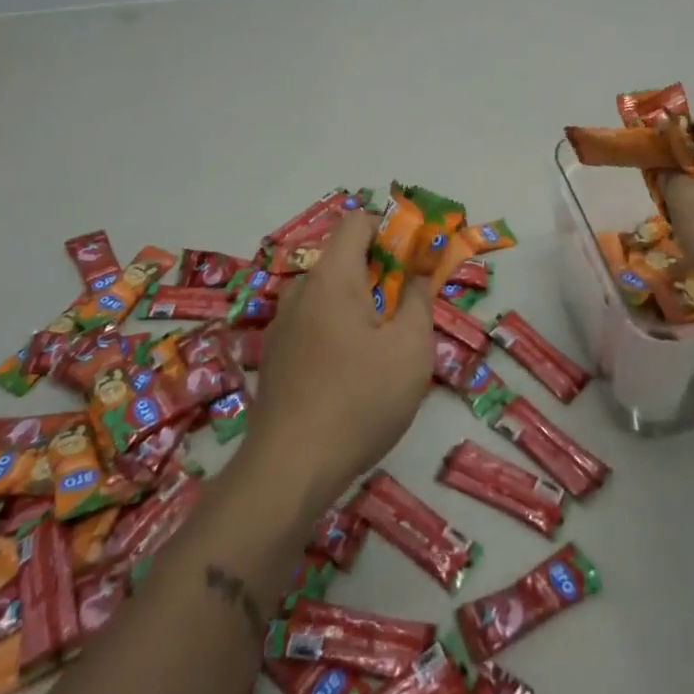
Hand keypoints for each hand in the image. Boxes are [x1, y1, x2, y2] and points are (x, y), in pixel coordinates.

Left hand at [248, 210, 433, 508]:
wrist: (289, 471)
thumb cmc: (360, 400)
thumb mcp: (411, 348)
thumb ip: (419, 300)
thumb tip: (417, 275)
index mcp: (331, 278)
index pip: (356, 222)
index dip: (390, 230)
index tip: (415, 260)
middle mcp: (300, 292)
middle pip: (345, 260)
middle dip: (381, 274)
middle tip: (409, 310)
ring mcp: (281, 326)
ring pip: (329, 296)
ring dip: (360, 307)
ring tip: (385, 349)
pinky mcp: (275, 358)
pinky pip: (314, 325)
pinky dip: (339, 332)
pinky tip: (353, 376)